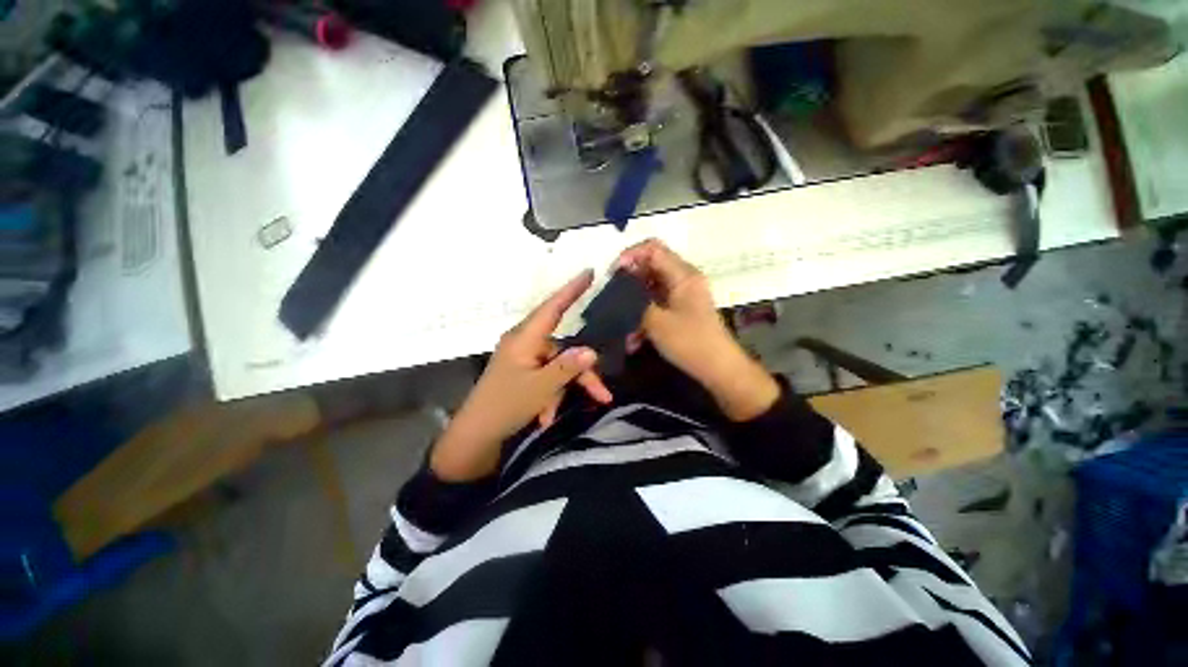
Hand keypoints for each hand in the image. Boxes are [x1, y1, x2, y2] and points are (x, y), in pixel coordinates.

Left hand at [430, 270, 612, 480]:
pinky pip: (547, 377)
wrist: (475, 435)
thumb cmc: (504, 406)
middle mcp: (525, 343)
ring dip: (564, 389)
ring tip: (556, 415)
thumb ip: (567, 368)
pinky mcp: (524, 372)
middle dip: (581, 373)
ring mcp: (524, 358)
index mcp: (524, 338)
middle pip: (563, 349)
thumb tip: (592, 351)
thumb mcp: (540, 388)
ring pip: (558, 366)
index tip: (589, 272)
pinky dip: (551, 394)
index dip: (571, 290)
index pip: (552, 307)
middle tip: (602, 393)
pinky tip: (546, 416)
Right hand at [616, 239, 778, 420]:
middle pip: (650, 267)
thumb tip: (617, 291)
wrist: (719, 369)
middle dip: (628, 282)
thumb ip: (635, 302)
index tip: (613, 274)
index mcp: (683, 275)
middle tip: (610, 296)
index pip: (653, 248)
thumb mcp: (657, 322)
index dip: (630, 255)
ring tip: (620, 324)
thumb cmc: (690, 342)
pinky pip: (656, 306)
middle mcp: (683, 280)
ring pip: (650, 289)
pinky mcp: (680, 311)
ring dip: (634, 304)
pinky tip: (633, 340)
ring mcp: (682, 296)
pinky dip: (643, 318)